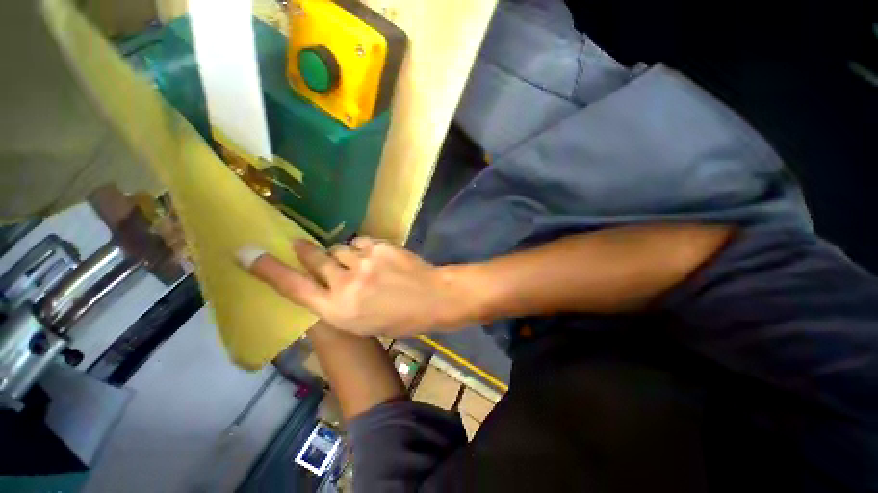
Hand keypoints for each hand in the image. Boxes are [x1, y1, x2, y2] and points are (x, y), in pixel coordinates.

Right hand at [236, 237, 477, 336]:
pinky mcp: (380, 248)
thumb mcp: (364, 323)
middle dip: (307, 252)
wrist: (433, 298)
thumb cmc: (400, 319)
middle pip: (314, 259)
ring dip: (343, 254)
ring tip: (359, 263)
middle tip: (300, 246)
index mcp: (339, 312)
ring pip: (339, 249)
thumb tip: (325, 284)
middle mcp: (345, 285)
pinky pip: (361, 242)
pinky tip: (375, 257)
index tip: (245, 253)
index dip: (268, 271)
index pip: (294, 288)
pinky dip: (364, 248)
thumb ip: (339, 304)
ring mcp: (364, 263)